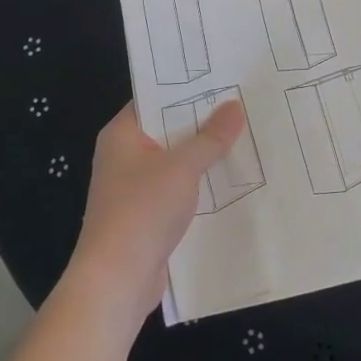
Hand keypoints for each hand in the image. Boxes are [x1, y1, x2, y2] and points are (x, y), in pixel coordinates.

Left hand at [67, 100, 242, 327]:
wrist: (116, 282)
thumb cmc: (142, 211)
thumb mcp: (182, 167)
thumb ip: (211, 137)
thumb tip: (234, 105)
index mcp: (122, 134)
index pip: (155, 98)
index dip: (187, 89)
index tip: (222, 78)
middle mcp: (124, 155)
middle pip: (168, 129)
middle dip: (202, 122)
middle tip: (242, 104)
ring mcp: (133, 187)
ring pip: (175, 161)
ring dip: (203, 155)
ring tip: (244, 136)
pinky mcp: (145, 215)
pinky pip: (176, 189)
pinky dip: (198, 184)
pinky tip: (229, 179)